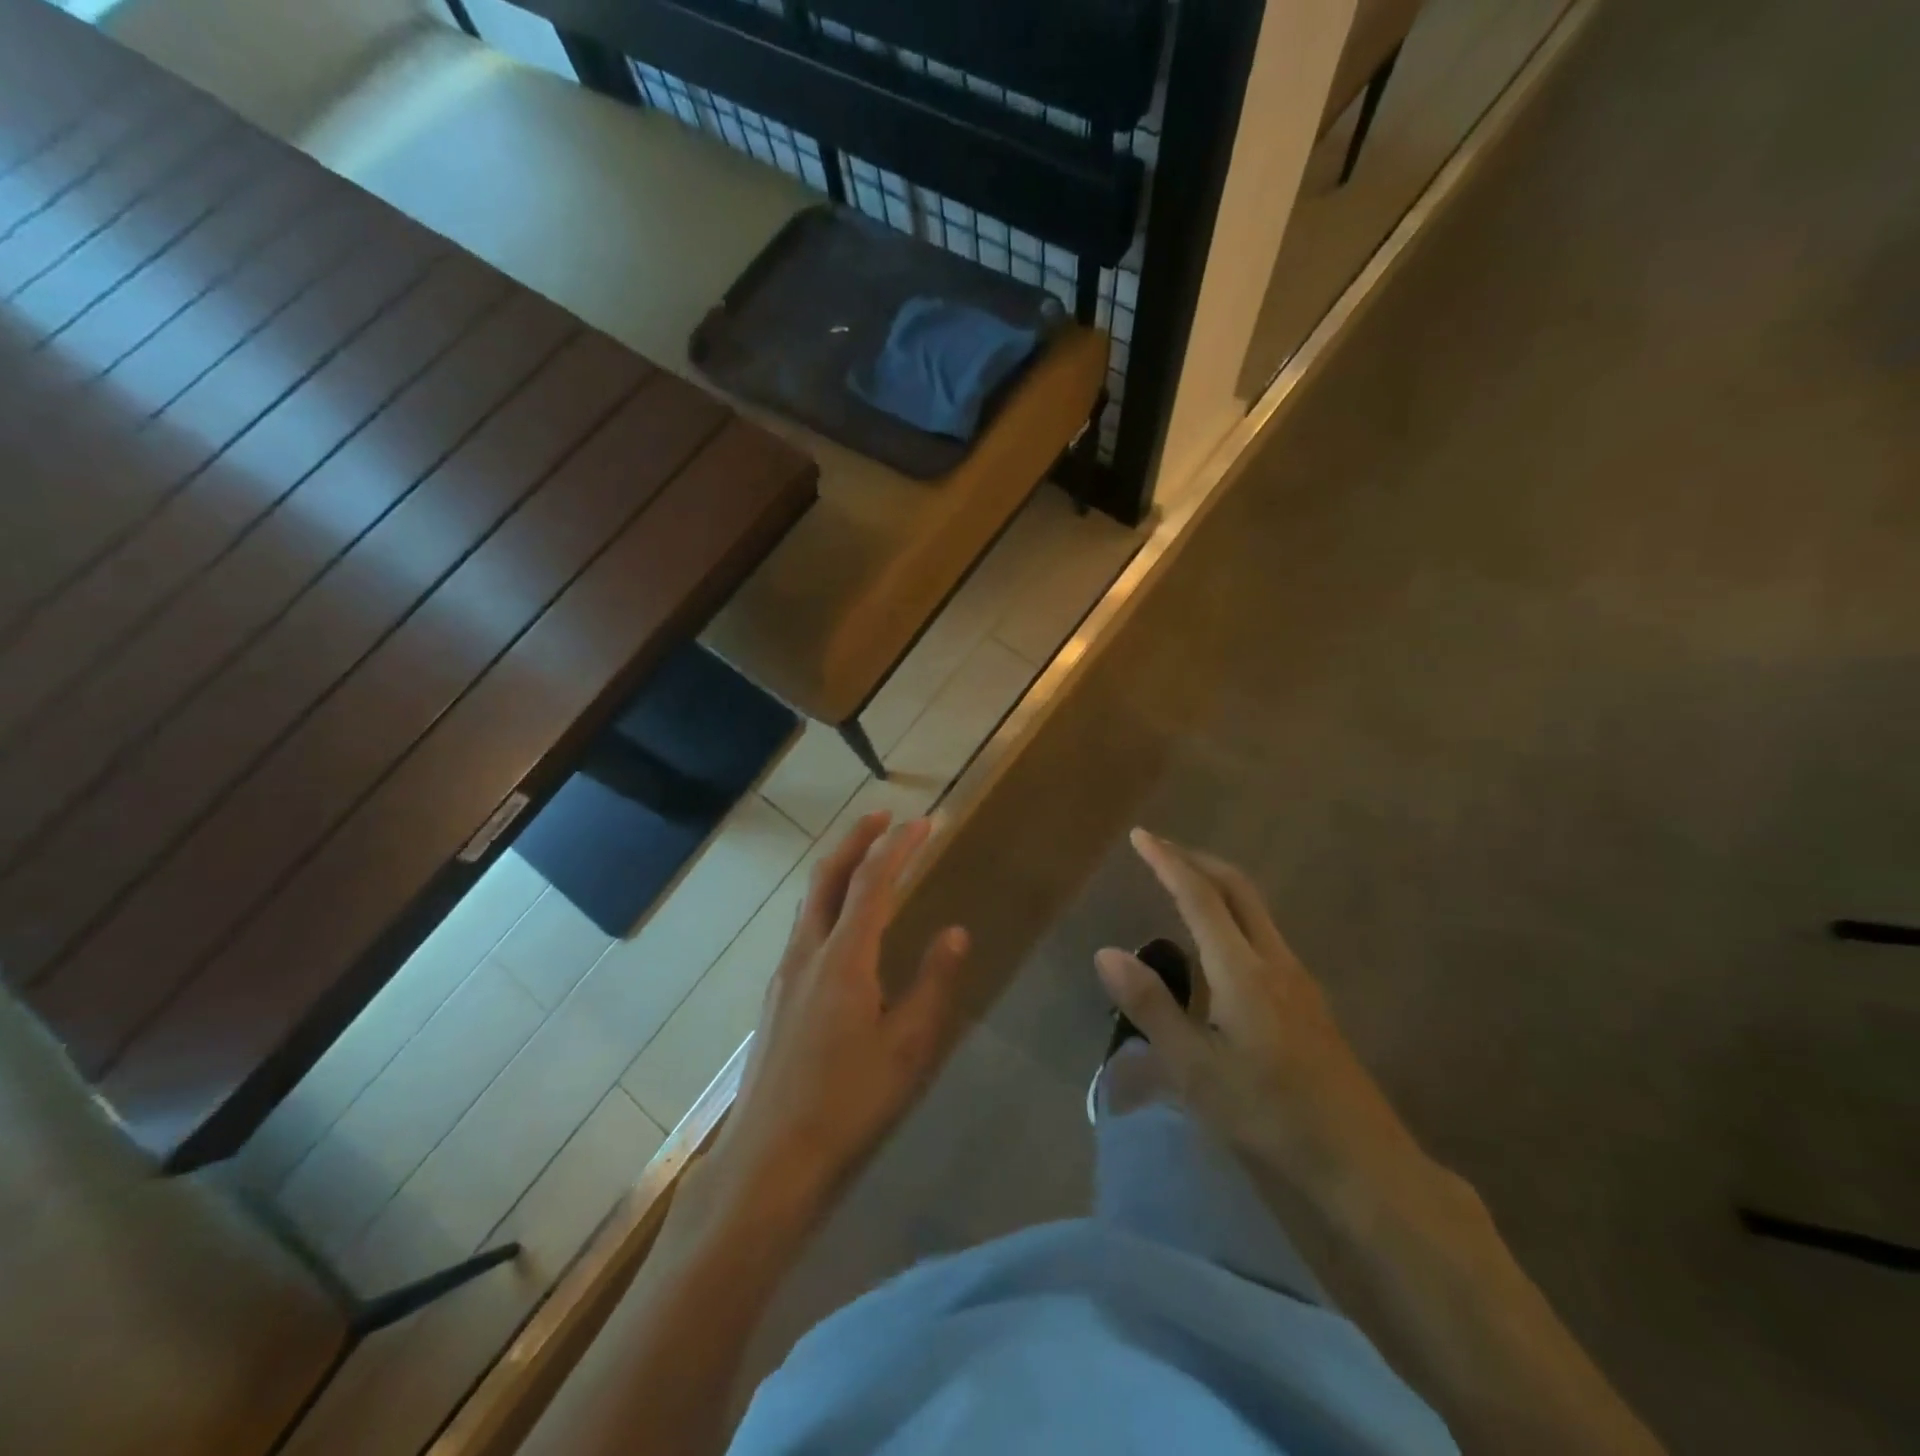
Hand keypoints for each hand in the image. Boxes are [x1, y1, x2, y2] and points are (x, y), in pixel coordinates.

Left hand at [703, 813, 972, 1224]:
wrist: (768, 1157)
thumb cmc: (848, 1103)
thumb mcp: (908, 1048)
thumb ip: (933, 984)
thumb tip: (955, 933)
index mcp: (844, 959)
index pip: (873, 882)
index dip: (900, 846)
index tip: (925, 823)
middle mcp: (808, 952)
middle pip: (828, 875)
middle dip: (856, 839)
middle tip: (884, 816)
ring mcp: (785, 972)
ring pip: (810, 899)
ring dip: (838, 867)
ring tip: (866, 857)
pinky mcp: (776, 994)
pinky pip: (804, 926)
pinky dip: (827, 900)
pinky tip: (842, 922)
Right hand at [1096, 829, 1421, 1202]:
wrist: (1361, 1158)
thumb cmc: (1269, 1114)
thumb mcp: (1195, 1069)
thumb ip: (1151, 1006)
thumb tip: (1106, 952)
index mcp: (1241, 970)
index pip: (1199, 896)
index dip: (1168, 862)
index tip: (1141, 836)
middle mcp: (1273, 959)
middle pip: (1237, 887)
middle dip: (1196, 859)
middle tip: (1159, 850)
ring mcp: (1297, 977)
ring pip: (1255, 908)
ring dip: (1216, 885)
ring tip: (1181, 887)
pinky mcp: (1308, 998)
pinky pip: (1263, 933)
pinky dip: (1232, 913)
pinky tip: (1216, 947)